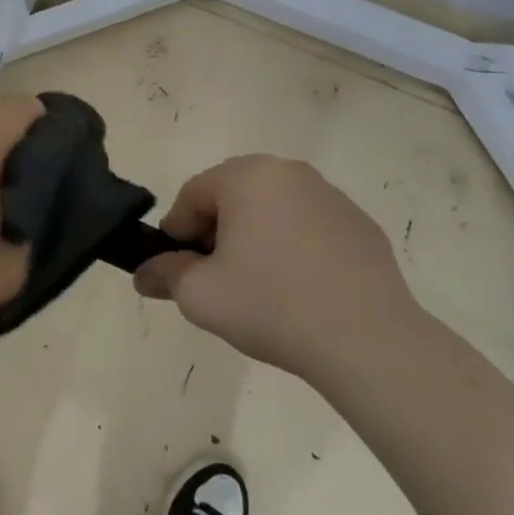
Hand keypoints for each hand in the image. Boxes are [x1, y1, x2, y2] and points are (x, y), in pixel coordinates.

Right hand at [134, 155, 425, 389]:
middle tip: (217, 279)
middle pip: (233, 197)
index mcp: (247, 176)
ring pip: (273, 211)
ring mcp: (331, 197)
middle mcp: (289, 173)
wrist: (369, 342)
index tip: (179, 270)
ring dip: (256, 239)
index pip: (193, 195)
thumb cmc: (272, 305)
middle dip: (217, 233)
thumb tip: (145, 274)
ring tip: (260, 289)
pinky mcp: (361, 227)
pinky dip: (295, 250)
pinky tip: (300, 292)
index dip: (178, 233)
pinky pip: (310, 229)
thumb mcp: (200, 295)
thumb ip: (165, 275)